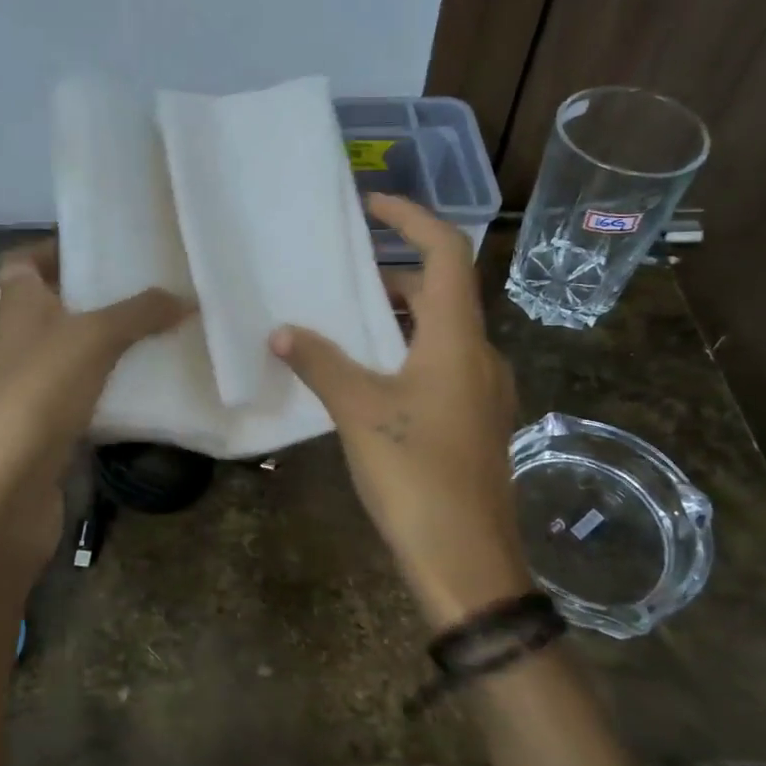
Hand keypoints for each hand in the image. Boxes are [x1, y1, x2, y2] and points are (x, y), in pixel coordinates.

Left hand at [0, 240, 189, 579]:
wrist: (3, 489)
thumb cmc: (39, 392)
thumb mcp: (94, 338)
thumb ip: (139, 313)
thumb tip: (185, 297)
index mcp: (18, 308)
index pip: (22, 264)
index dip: (53, 250)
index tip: (98, 248)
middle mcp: (20, 344)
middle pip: (54, 309)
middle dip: (98, 299)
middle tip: (150, 291)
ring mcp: (32, 390)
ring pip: (75, 356)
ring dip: (111, 347)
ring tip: (163, 335)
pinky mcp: (49, 430)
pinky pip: (87, 398)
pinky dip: (114, 391)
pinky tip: (151, 390)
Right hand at [271, 195, 527, 628]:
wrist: (467, 560)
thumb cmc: (414, 474)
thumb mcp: (359, 412)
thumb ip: (320, 363)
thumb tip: (282, 331)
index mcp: (456, 339)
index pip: (447, 253)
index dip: (412, 217)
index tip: (371, 205)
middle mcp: (479, 355)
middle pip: (443, 291)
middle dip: (395, 272)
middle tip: (345, 273)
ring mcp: (483, 391)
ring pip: (442, 331)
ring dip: (400, 316)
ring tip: (349, 320)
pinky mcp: (477, 421)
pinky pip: (443, 364)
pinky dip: (408, 351)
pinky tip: (372, 377)